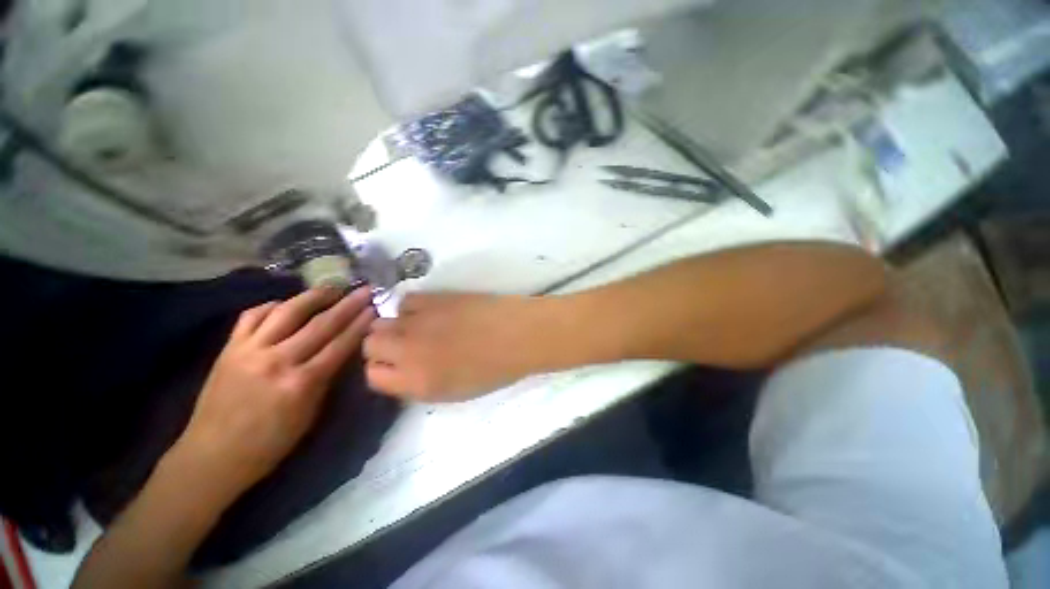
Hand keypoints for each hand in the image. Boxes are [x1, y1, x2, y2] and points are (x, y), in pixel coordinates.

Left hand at [173, 287, 375, 503]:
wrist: (213, 456)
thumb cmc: (270, 443)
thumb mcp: (310, 414)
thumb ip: (326, 378)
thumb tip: (343, 351)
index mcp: (301, 383)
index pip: (340, 345)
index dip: (360, 325)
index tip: (374, 308)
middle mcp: (277, 361)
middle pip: (320, 324)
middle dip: (347, 305)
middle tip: (363, 290)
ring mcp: (249, 351)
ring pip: (287, 312)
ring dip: (313, 296)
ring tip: (332, 286)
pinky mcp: (229, 348)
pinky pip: (252, 316)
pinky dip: (272, 306)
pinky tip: (286, 303)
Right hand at [363, 293, 561, 401]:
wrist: (519, 335)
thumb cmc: (495, 369)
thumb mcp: (455, 392)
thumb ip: (421, 383)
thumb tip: (404, 369)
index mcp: (417, 383)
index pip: (374, 376)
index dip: (384, 370)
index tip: (397, 366)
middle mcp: (409, 352)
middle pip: (371, 344)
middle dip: (383, 347)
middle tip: (405, 345)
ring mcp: (419, 322)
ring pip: (382, 321)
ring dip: (395, 326)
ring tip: (418, 327)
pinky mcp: (432, 299)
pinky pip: (405, 301)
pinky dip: (411, 308)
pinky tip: (429, 312)